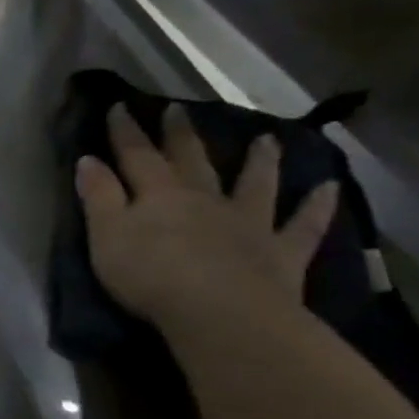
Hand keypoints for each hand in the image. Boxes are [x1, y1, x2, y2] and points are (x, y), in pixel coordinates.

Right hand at [76, 103, 338, 333]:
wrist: (219, 311)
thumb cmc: (150, 274)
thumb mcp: (107, 235)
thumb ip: (99, 196)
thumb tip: (88, 159)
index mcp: (159, 194)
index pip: (137, 155)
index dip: (127, 132)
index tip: (120, 106)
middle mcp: (205, 198)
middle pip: (192, 160)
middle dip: (181, 134)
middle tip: (178, 109)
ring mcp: (249, 222)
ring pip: (255, 183)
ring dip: (259, 160)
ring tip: (266, 139)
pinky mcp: (282, 251)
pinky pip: (304, 224)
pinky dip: (317, 206)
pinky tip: (330, 187)